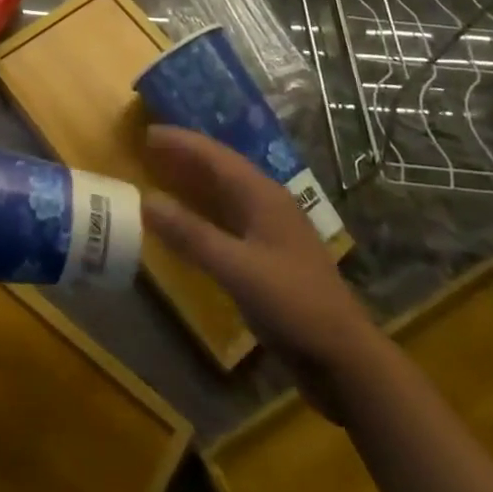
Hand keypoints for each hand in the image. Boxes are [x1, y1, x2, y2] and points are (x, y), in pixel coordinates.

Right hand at [142, 125, 373, 417]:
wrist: (345, 359)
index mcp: (263, 195)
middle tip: (148, 149)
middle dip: (186, 156)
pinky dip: (203, 212)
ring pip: (226, 193)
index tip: (147, 132)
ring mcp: (271, 231)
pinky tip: (188, 222)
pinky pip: (228, 219)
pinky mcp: (270, 257)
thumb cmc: (294, 305)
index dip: (181, 142)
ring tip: (162, 175)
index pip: (215, 156)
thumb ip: (192, 235)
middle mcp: (267, 203)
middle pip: (221, 169)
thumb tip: (146, 199)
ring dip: (194, 182)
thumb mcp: (237, 269)